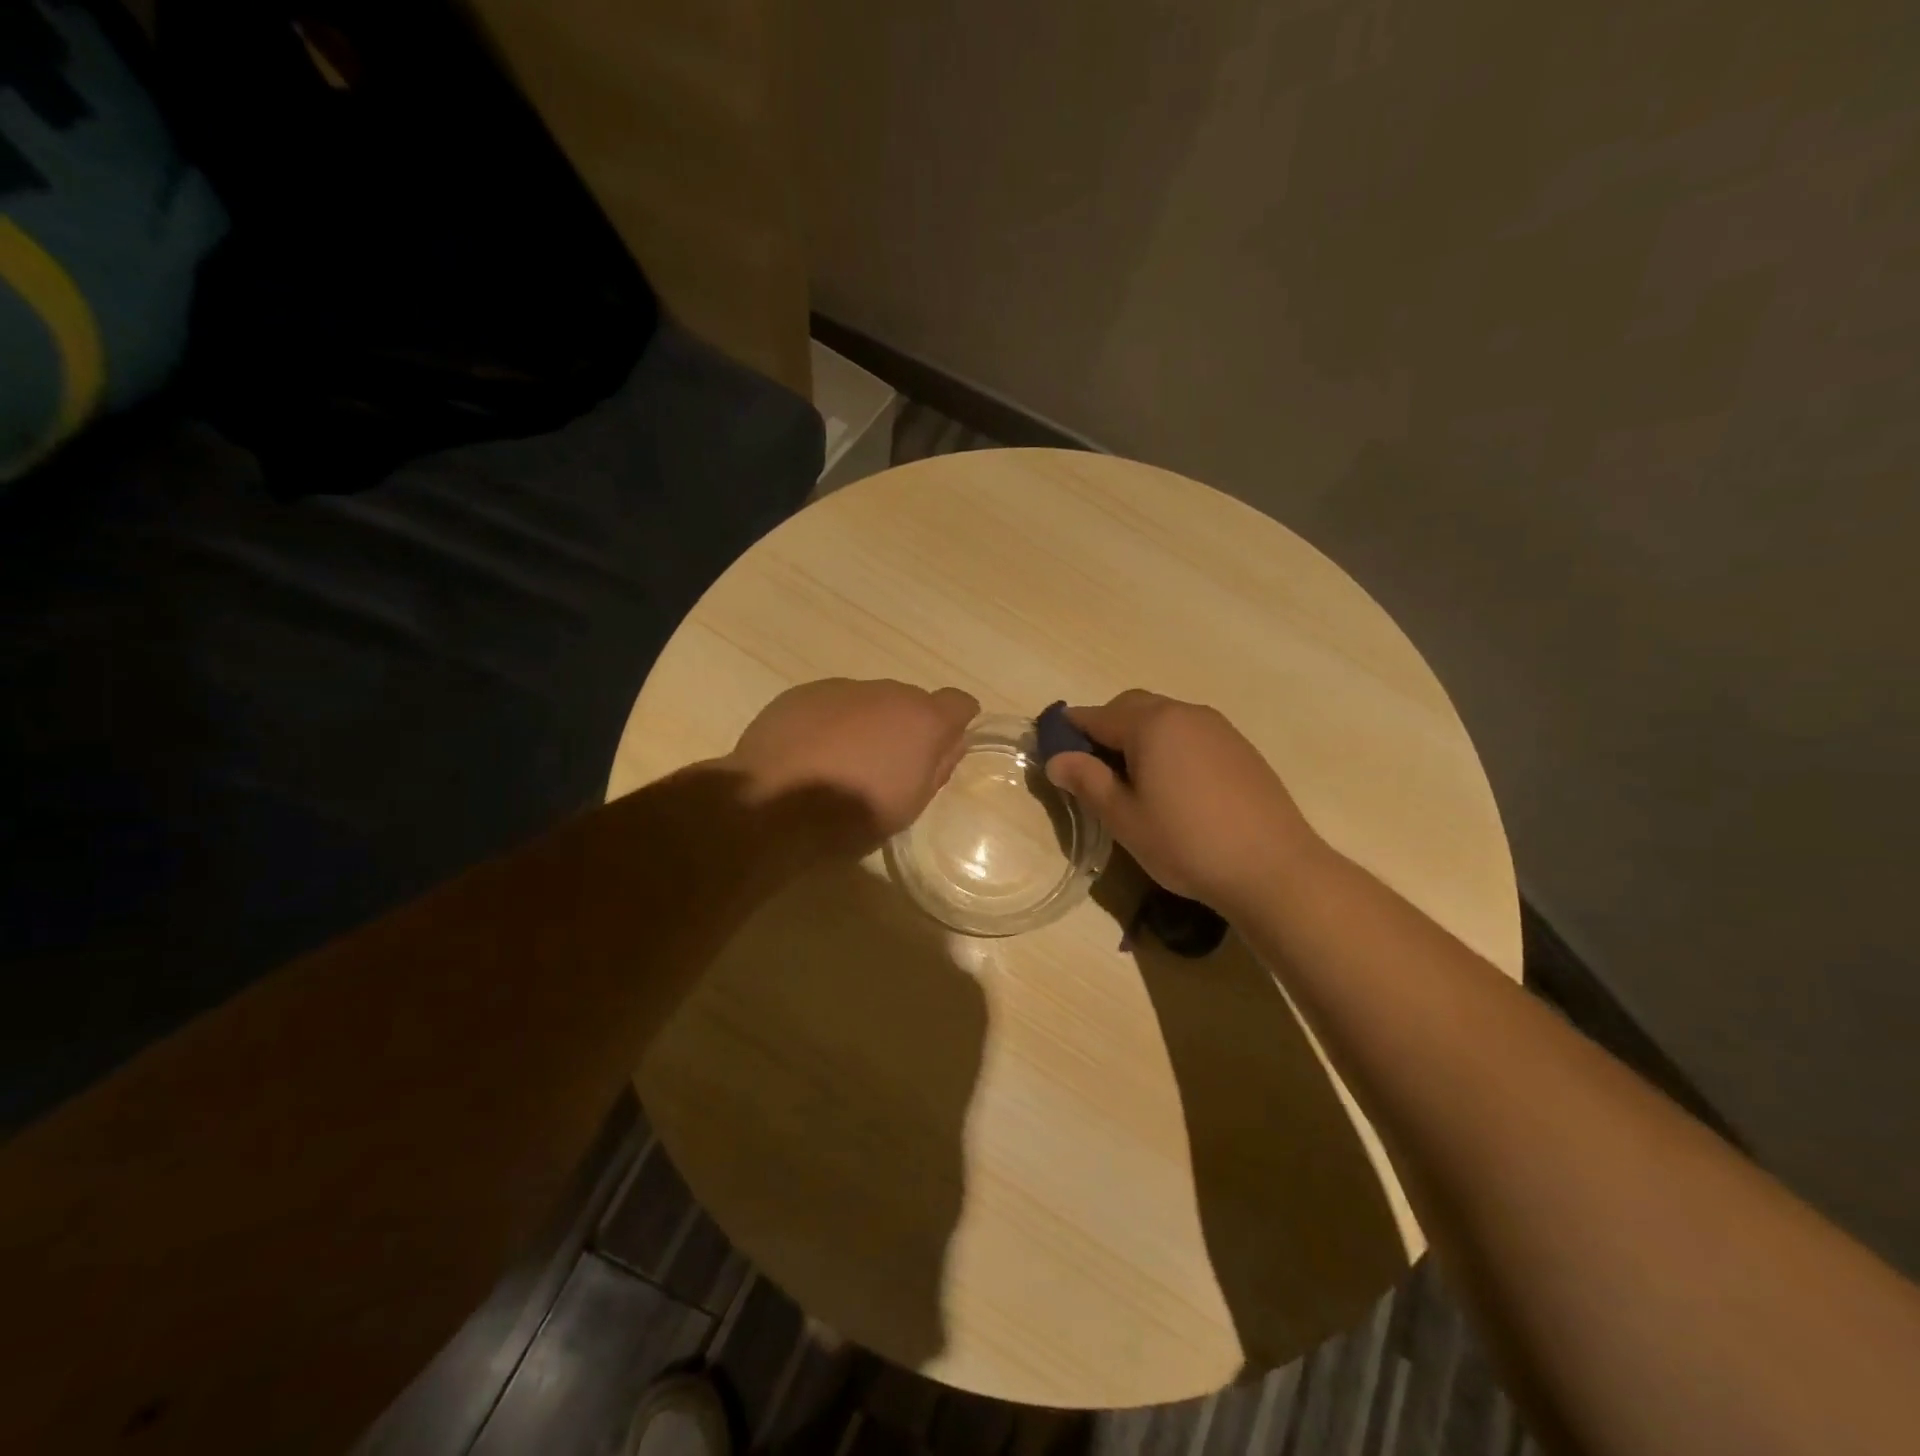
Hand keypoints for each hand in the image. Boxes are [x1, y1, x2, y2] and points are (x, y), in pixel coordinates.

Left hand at [726, 678, 979, 860]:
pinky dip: (831, 724)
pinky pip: (831, 705)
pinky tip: (811, 755)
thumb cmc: (853, 815)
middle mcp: (886, 692)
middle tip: (888, 765)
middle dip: (906, 726)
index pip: (959, 702)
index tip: (945, 745)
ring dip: (867, 723)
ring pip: (868, 701)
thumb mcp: (910, 805)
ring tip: (844, 763)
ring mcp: (841, 688)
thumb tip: (951, 743)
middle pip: (910, 701)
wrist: (772, 805)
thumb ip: (937, 767)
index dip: (957, 722)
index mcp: (921, 720)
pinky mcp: (802, 693)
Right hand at [1043, 690, 1320, 913]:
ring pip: (1164, 718)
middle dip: (1106, 727)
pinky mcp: (1240, 747)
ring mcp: (1218, 728)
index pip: (1097, 715)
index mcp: (1151, 724)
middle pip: (1132, 707)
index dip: (1070, 729)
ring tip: (1133, 780)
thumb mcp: (1124, 818)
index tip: (1053, 748)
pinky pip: (1191, 734)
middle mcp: (1185, 713)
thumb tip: (1057, 759)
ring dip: (1139, 736)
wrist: (1273, 867)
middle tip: (1093, 768)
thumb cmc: (1186, 843)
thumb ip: (1087, 781)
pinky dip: (1170, 746)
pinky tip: (1174, 785)